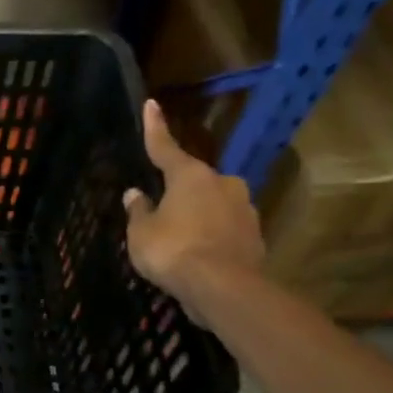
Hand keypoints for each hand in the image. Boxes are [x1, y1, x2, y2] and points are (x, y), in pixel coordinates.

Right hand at [123, 100, 264, 311]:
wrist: (223, 288)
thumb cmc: (173, 251)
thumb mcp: (141, 233)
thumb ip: (139, 211)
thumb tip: (136, 195)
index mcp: (190, 176)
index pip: (165, 147)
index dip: (154, 127)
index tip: (151, 103)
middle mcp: (222, 184)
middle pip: (195, 181)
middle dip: (180, 191)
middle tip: (162, 210)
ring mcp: (244, 209)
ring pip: (213, 205)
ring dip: (198, 215)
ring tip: (180, 239)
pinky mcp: (255, 236)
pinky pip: (225, 229)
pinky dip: (212, 236)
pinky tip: (199, 255)